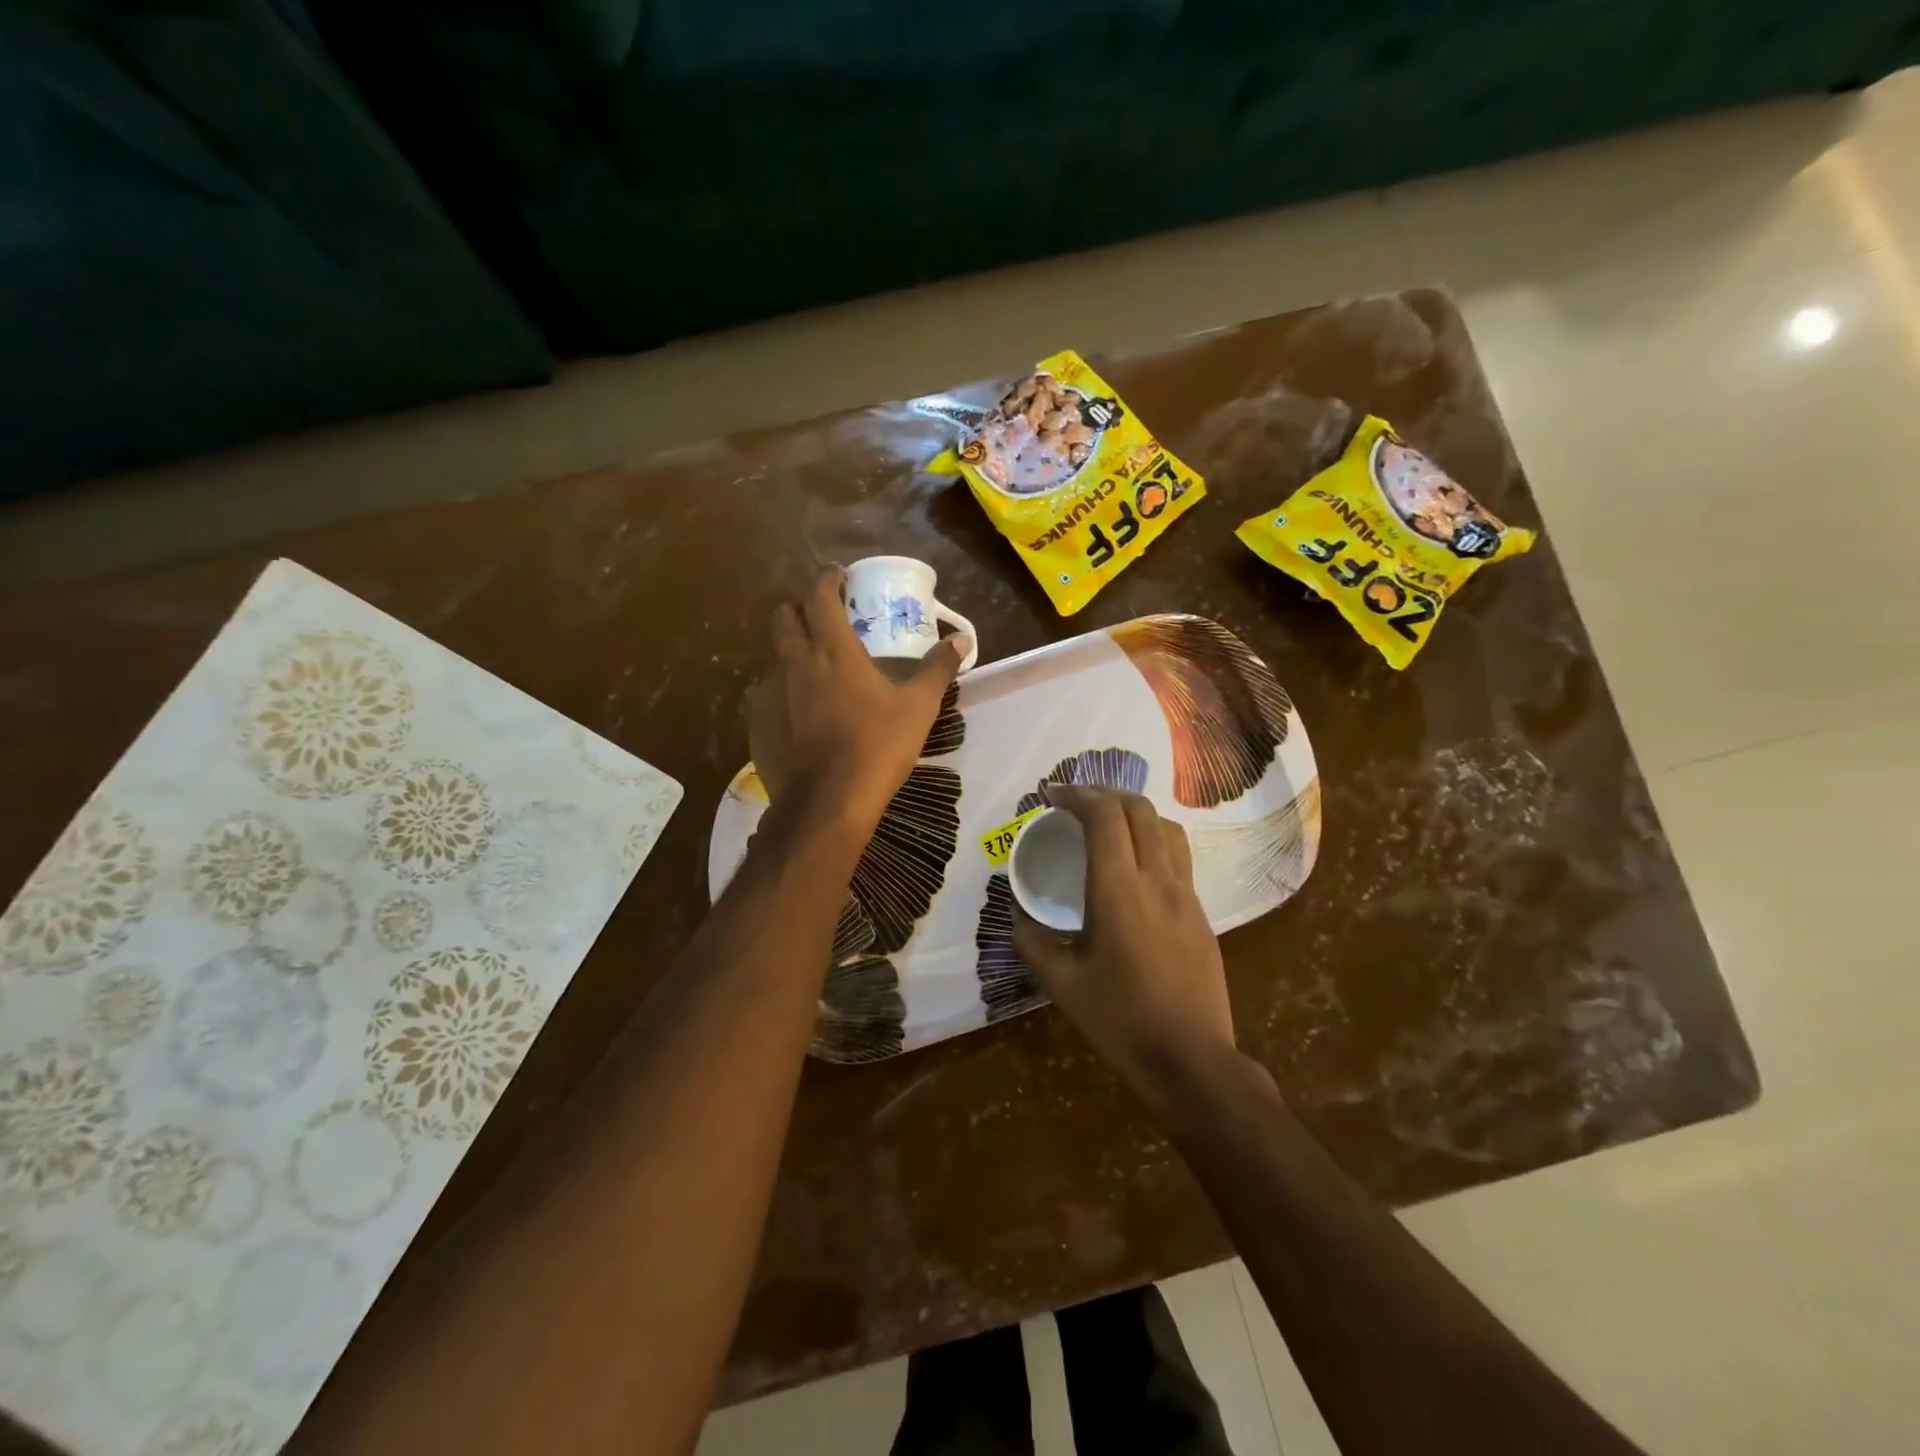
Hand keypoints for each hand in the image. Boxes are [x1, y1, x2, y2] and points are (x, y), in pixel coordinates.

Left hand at [748, 567, 966, 833]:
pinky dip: (778, 692)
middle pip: (782, 617)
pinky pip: (763, 695)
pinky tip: (795, 712)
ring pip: (771, 657)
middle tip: (821, 621)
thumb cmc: (878, 746)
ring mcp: (770, 693)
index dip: (827, 579)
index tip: (839, 577)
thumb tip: (962, 640)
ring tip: (811, 670)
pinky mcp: (757, 723)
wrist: (829, 801)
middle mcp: (794, 661)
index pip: (819, 595)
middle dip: (799, 610)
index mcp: (832, 649)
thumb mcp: (919, 706)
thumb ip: (938, 668)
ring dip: (789, 653)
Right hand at [1012, 786, 1235, 1094]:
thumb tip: (1019, 915)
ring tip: (1108, 826)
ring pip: (1166, 827)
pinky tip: (1135, 867)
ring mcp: (1185, 893)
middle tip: (1076, 805)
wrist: (1191, 1057)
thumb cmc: (1121, 1019)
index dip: (1077, 795)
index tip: (1053, 796)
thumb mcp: (1062, 984)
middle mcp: (1157, 878)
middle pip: (1138, 808)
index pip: (1104, 815)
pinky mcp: (1200, 911)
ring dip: (1134, 813)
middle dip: (1105, 794)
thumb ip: (1032, 942)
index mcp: (1119, 889)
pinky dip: (1152, 840)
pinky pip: (1177, 856)